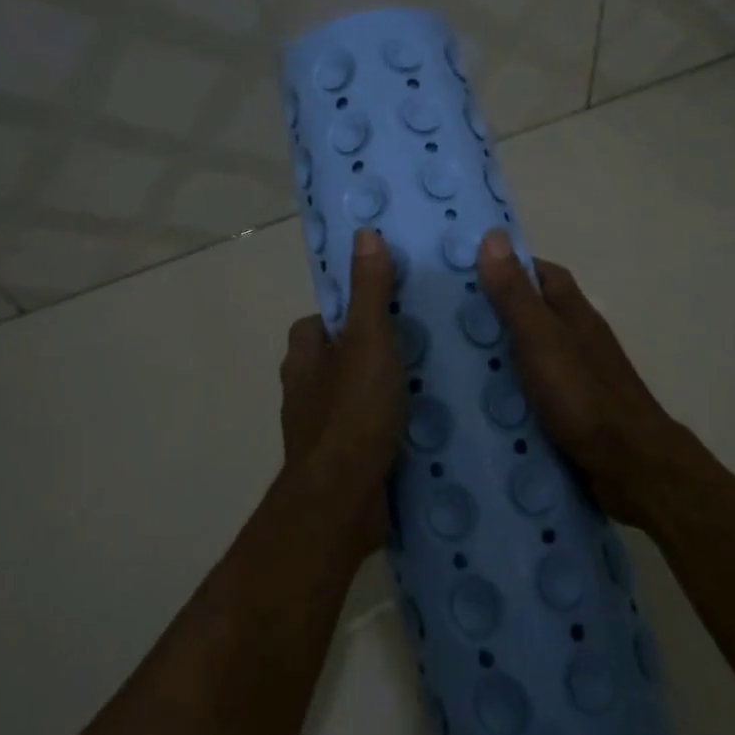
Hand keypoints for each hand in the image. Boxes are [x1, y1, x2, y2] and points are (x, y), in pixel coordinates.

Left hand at [278, 228, 405, 559]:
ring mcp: (321, 432)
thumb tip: (364, 233)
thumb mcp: (368, 341)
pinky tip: (422, 427)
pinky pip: (366, 433)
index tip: (384, 309)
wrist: (344, 501)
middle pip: (335, 361)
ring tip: (430, 382)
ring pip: (351, 398)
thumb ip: (369, 291)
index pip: (316, 323)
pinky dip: (387, 427)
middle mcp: (304, 392)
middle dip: (368, 354)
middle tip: (419, 343)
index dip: (345, 313)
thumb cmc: (353, 412)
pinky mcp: (342, 464)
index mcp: (303, 359)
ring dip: (380, 392)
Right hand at [474, 230, 702, 528]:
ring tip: (447, 362)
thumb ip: (515, 294)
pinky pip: (531, 392)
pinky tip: (478, 404)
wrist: (630, 466)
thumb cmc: (583, 395)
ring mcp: (575, 378)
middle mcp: (576, 339)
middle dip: (493, 314)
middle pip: (533, 314)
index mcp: (573, 313)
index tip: (464, 272)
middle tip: (442, 322)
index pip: (540, 274)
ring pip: (530, 355)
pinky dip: (507, 393)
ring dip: (497, 356)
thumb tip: (493, 235)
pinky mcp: (570, 413)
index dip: (507, 267)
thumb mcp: (541, 338)